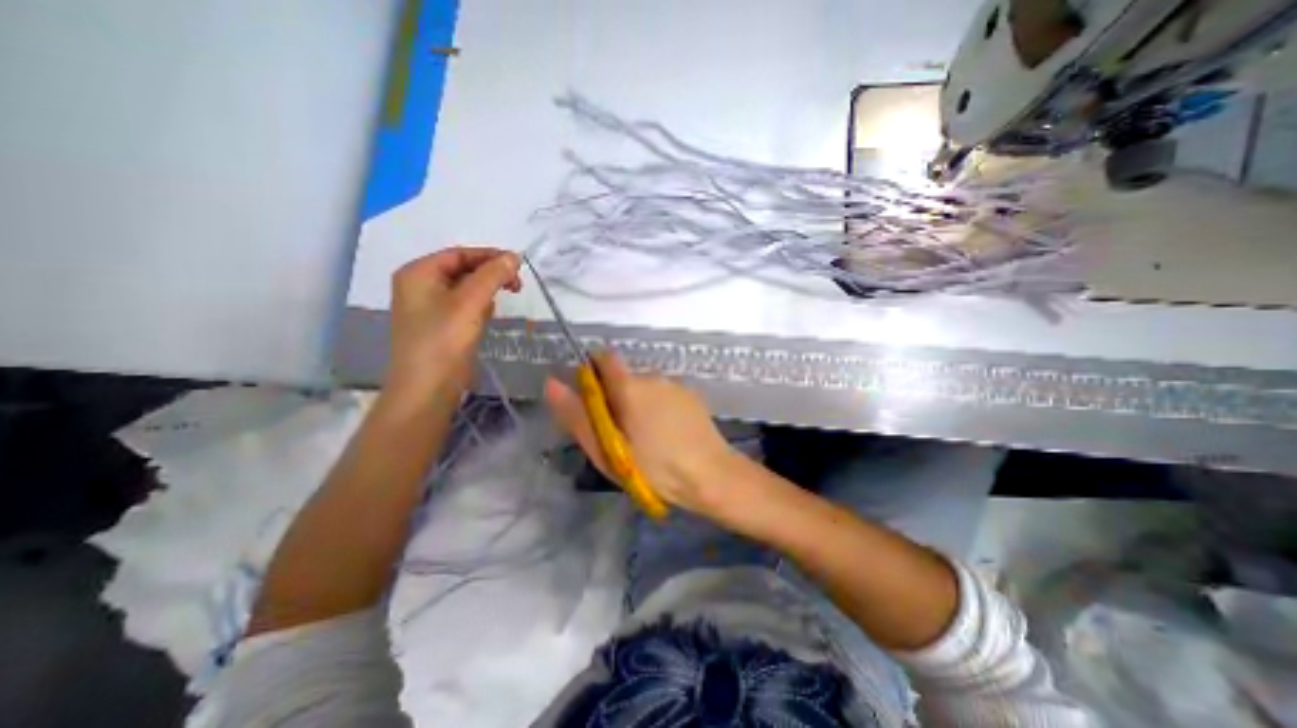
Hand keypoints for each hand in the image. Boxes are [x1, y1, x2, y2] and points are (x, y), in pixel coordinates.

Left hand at [383, 243, 520, 403]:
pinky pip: (463, 307)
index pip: (459, 254)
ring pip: (464, 289)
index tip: (519, 264)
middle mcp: (419, 286)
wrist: (427, 390)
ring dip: (487, 290)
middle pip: (461, 269)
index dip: (490, 256)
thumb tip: (513, 256)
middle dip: (490, 274)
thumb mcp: (470, 303)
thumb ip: (492, 276)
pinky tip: (489, 316)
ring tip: (506, 298)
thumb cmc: (444, 341)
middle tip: (517, 285)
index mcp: (418, 273)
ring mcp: (428, 308)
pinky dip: (479, 306)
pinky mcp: (439, 327)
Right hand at [543, 353, 737, 517]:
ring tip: (645, 438)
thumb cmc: (654, 469)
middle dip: (616, 397)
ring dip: (638, 404)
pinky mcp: (691, 395)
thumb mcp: (607, 449)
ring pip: (645, 387)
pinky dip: (658, 408)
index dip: (593, 372)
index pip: (604, 358)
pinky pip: (664, 395)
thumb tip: (552, 383)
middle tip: (619, 433)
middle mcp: (653, 377)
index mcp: (630, 386)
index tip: (593, 399)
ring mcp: (675, 385)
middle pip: (624, 377)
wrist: (711, 476)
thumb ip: (577, 415)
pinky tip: (667, 434)